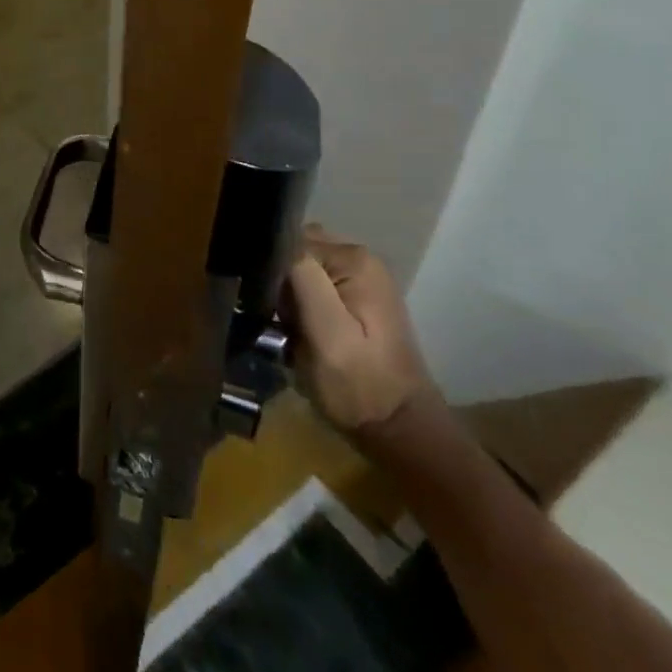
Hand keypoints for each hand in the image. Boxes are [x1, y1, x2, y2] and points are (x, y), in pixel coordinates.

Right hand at [287, 225, 437, 438]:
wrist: (400, 432)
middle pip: (298, 253)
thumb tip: (276, 238)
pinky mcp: (359, 302)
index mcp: (355, 259)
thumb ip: (303, 278)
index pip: (292, 241)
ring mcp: (363, 281)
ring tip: (290, 329)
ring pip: (303, 270)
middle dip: (281, 281)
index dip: (274, 270)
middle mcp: (361, 260)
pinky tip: (302, 332)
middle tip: (281, 319)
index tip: (272, 305)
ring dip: (289, 295)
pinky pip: (315, 287)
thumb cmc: (359, 384)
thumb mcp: (325, 331)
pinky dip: (302, 305)